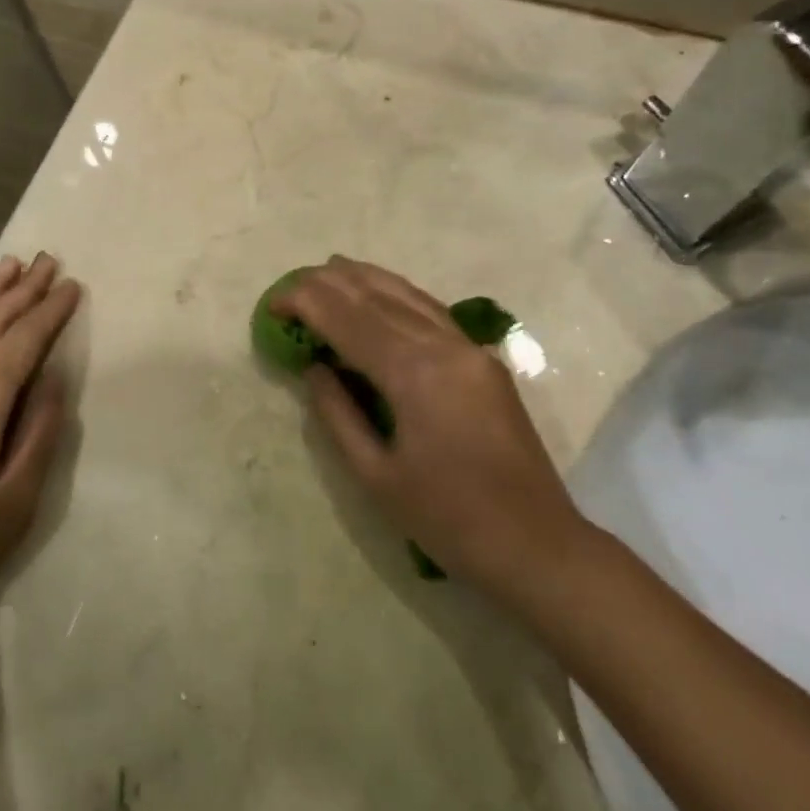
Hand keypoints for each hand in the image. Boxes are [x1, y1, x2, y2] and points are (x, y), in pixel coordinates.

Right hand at [274, 256, 592, 607]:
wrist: (535, 543)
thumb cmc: (448, 519)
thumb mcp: (376, 476)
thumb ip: (338, 414)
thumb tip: (314, 368)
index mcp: (414, 374)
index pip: (350, 321)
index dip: (308, 305)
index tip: (274, 302)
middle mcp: (444, 346)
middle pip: (378, 299)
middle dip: (332, 284)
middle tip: (293, 282)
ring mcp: (470, 348)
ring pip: (410, 296)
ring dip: (367, 279)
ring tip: (332, 268)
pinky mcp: (484, 360)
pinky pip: (433, 312)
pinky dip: (401, 295)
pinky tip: (384, 292)